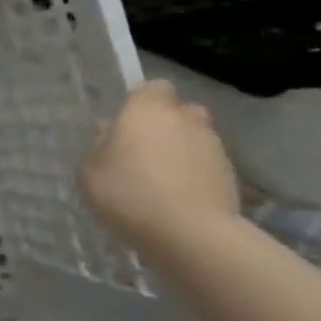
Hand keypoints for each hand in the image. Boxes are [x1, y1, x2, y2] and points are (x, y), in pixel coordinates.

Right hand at [80, 79, 240, 249]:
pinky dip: (195, 176)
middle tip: (144, 151)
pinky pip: (206, 166)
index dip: (141, 102)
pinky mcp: (231, 176)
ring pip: (195, 139)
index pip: (152, 87)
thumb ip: (99, 148)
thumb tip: (111, 136)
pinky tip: (177, 200)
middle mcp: (185, 119)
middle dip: (166, 125)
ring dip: (181, 151)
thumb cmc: (128, 193)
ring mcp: (213, 146)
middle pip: (179, 111)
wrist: (189, 233)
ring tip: (161, 181)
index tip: (126, 123)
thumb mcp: (89, 172)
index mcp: (147, 109)